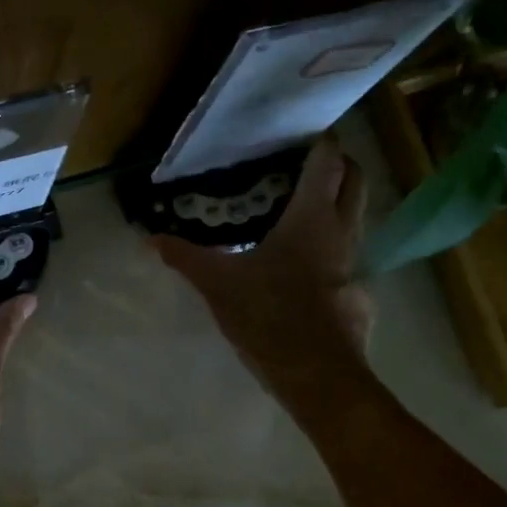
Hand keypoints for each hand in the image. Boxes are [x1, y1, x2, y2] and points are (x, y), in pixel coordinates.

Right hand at [152, 136, 374, 392]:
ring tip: (298, 207)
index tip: (299, 133)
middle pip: (353, 179)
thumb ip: (186, 257)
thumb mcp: (217, 284)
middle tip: (302, 164)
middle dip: (337, 164)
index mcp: (311, 217)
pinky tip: (302, 261)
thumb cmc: (268, 315)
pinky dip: (330, 243)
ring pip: (354, 215)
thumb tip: (150, 238)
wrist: (315, 373)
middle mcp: (341, 230)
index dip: (320, 140)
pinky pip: (346, 252)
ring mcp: (354, 261)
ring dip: (335, 203)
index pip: (328, 160)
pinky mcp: (355, 290)